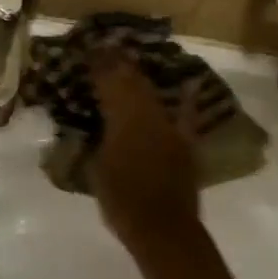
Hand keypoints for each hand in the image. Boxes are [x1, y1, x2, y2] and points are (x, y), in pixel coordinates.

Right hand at [87, 50, 200, 246]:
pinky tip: (189, 85)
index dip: (98, 64)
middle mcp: (148, 115)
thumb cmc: (121, 201)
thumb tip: (91, 125)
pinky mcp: (185, 143)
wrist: (163, 230)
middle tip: (106, 48)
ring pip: (153, 93)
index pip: (108, 82)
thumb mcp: (95, 168)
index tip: (88, 49)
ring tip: (130, 63)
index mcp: (122, 119)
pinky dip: (186, 99)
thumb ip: (94, 141)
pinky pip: (186, 115)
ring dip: (140, 77)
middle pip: (132, 81)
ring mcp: (170, 127)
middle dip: (118, 64)